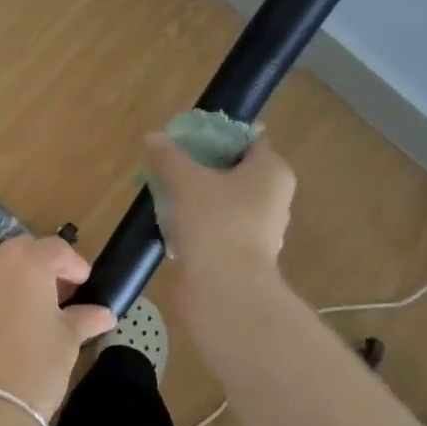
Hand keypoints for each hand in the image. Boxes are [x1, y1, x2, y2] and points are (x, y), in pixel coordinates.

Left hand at [0, 236, 117, 425]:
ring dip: (4, 288)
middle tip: (52, 298)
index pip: (56, 249)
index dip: (73, 265)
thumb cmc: (36, 369)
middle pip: (18, 256)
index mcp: (25, 263)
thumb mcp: (68, 342)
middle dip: (37, 271)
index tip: (82, 285)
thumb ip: (84, 318)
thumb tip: (104, 314)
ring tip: (16, 318)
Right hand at [142, 132, 296, 286]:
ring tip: (165, 193)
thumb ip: (169, 157)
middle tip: (169, 165)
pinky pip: (219, 227)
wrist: (225, 289)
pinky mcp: (243, 254)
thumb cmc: (216, 222)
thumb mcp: (186, 181)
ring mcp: (260, 229)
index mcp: (272, 171)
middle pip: (234, 171)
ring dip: (198, 197)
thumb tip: (152, 137)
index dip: (214, 136)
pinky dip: (199, 223)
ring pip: (225, 201)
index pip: (246, 141)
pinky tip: (172, 224)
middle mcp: (273, 197)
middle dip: (202, 168)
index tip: (183, 140)